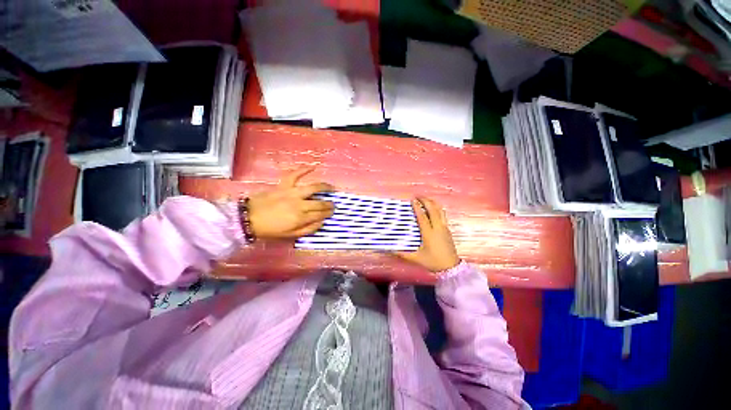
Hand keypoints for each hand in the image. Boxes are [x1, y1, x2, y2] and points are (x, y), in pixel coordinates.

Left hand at [247, 167, 333, 238]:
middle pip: (319, 203)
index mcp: (300, 218)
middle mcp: (299, 204)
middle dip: (329, 204)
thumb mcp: (290, 235)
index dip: (328, 213)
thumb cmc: (270, 229)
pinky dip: (304, 170)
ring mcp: (292, 193)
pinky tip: (313, 167)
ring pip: (313, 188)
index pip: (320, 214)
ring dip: (325, 187)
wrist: (248, 218)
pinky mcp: (283, 185)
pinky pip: (294, 175)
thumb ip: (308, 229)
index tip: (332, 211)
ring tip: (331, 187)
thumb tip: (322, 222)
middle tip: (333, 203)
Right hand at [395, 197, 459, 271]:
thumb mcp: (416, 258)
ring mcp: (444, 227)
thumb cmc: (433, 262)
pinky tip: (434, 208)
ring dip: (433, 202)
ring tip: (426, 199)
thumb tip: (390, 250)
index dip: (417, 207)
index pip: (422, 217)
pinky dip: (437, 208)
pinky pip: (443, 214)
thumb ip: (403, 254)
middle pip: (433, 209)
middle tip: (418, 196)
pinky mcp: (448, 229)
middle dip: (425, 200)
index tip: (412, 200)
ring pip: (440, 210)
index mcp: (429, 233)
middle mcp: (437, 228)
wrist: (451, 267)